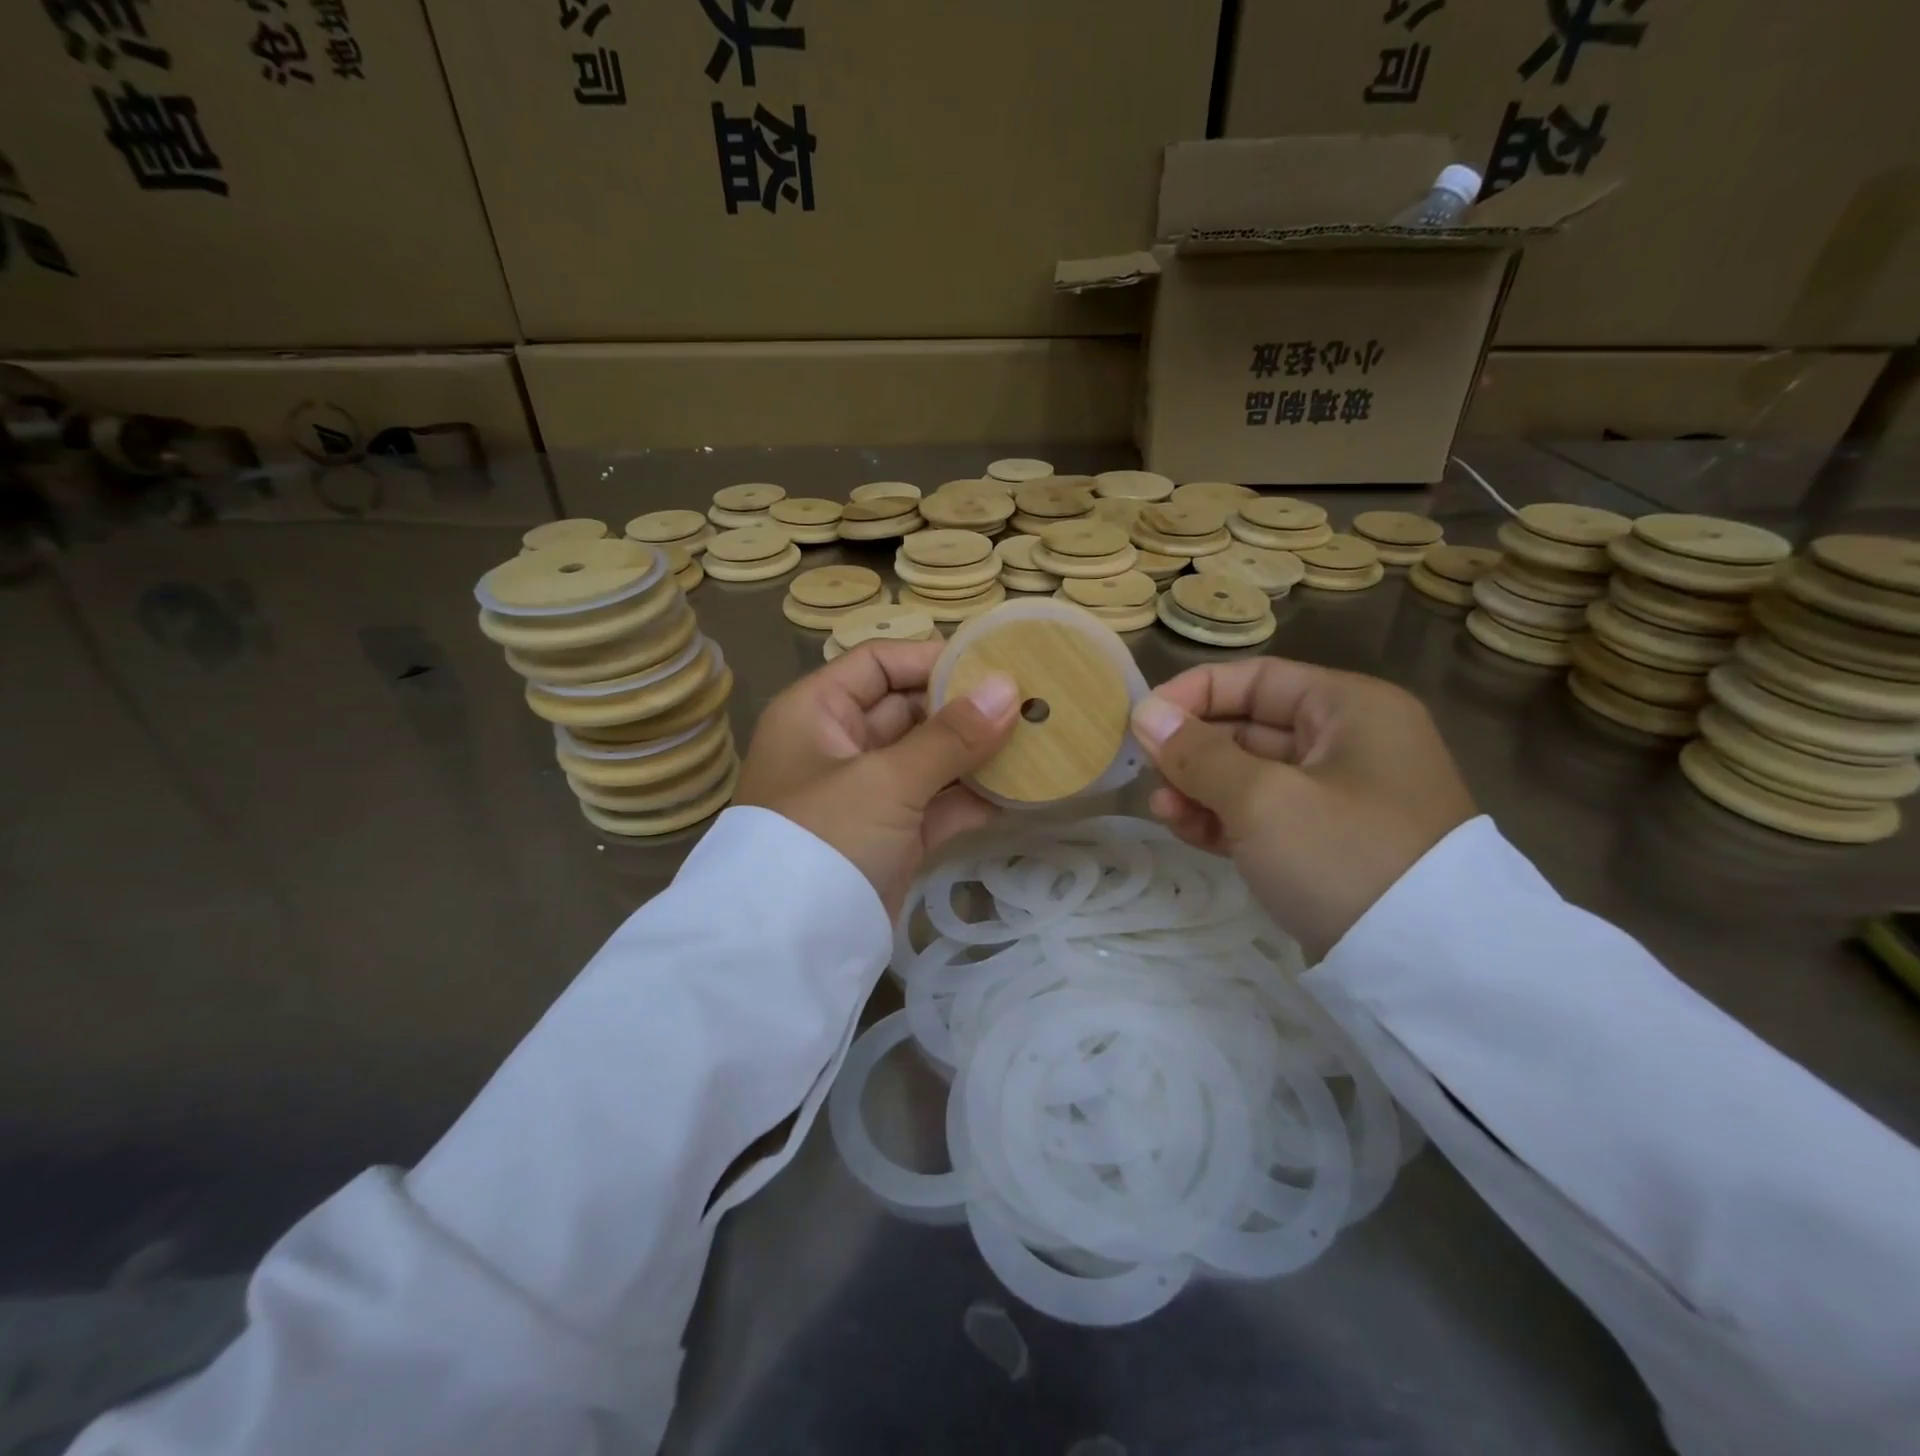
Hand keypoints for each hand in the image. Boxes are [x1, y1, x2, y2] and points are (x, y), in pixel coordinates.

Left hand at [736, 640, 1019, 918]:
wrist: (791, 947)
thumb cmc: (825, 837)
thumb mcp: (885, 780)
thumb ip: (950, 736)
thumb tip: (1009, 688)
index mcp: (817, 712)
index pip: (878, 664)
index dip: (932, 660)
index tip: (993, 665)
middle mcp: (839, 746)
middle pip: (908, 710)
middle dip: (965, 709)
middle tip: (1029, 703)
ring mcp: (866, 794)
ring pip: (928, 760)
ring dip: (975, 755)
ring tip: (1036, 742)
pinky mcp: (889, 837)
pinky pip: (935, 804)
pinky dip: (971, 799)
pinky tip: (1019, 791)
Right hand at [1130, 658, 1475, 960]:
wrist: (1428, 969)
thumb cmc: (1343, 855)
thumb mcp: (1261, 799)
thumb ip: (1197, 753)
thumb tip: (1145, 714)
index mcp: (1350, 709)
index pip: (1257, 678)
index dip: (1194, 693)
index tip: (1142, 720)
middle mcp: (1348, 743)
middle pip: (1249, 726)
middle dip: (1192, 748)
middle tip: (1144, 771)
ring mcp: (1340, 797)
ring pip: (1251, 775)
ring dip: (1200, 787)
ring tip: (1161, 809)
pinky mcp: (1328, 844)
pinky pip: (1264, 815)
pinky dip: (1224, 818)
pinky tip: (1184, 828)